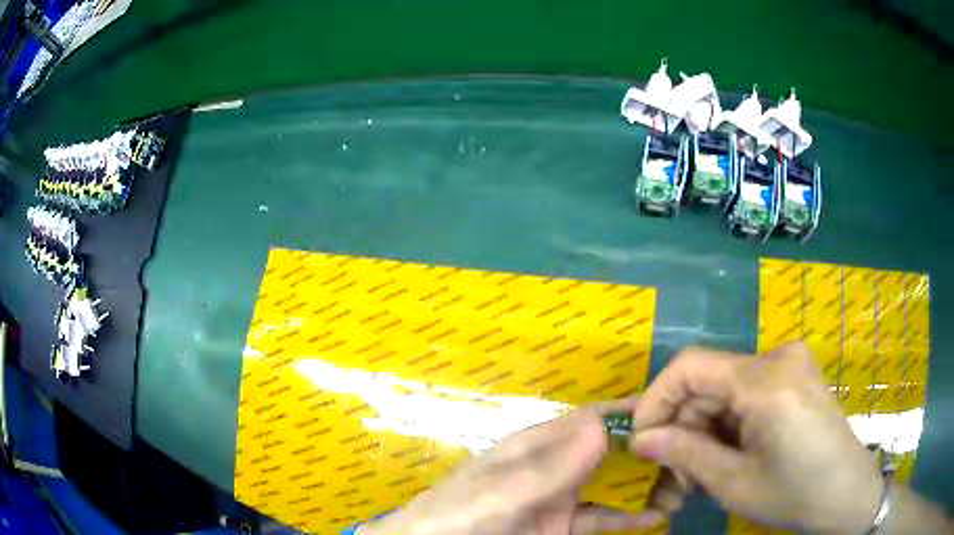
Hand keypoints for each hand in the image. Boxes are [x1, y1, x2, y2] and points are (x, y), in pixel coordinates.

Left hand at [360, 399, 663, 534]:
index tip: (675, 410)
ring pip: (611, 484)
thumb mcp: (501, 491)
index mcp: (536, 445)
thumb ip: (549, 467)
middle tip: (690, 451)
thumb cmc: (460, 516)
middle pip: (608, 449)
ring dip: (644, 484)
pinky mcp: (559, 527)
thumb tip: (604, 426)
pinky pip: (601, 518)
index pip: (591, 419)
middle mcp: (553, 466)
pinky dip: (628, 518)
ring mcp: (558, 499)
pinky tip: (656, 518)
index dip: (631, 412)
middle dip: (647, 447)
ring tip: (683, 484)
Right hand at [631, 342, 883, 534]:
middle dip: (683, 428)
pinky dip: (728, 424)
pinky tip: (728, 456)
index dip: (656, 399)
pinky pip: (747, 392)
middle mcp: (778, 357)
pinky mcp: (795, 376)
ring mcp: (790, 363)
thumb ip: (685, 454)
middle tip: (675, 476)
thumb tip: (640, 439)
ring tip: (700, 475)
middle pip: (709, 381)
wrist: (846, 493)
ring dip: (705, 430)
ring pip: (726, 390)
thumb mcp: (734, 482)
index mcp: (766, 380)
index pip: (690, 366)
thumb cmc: (795, 493)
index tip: (641, 439)